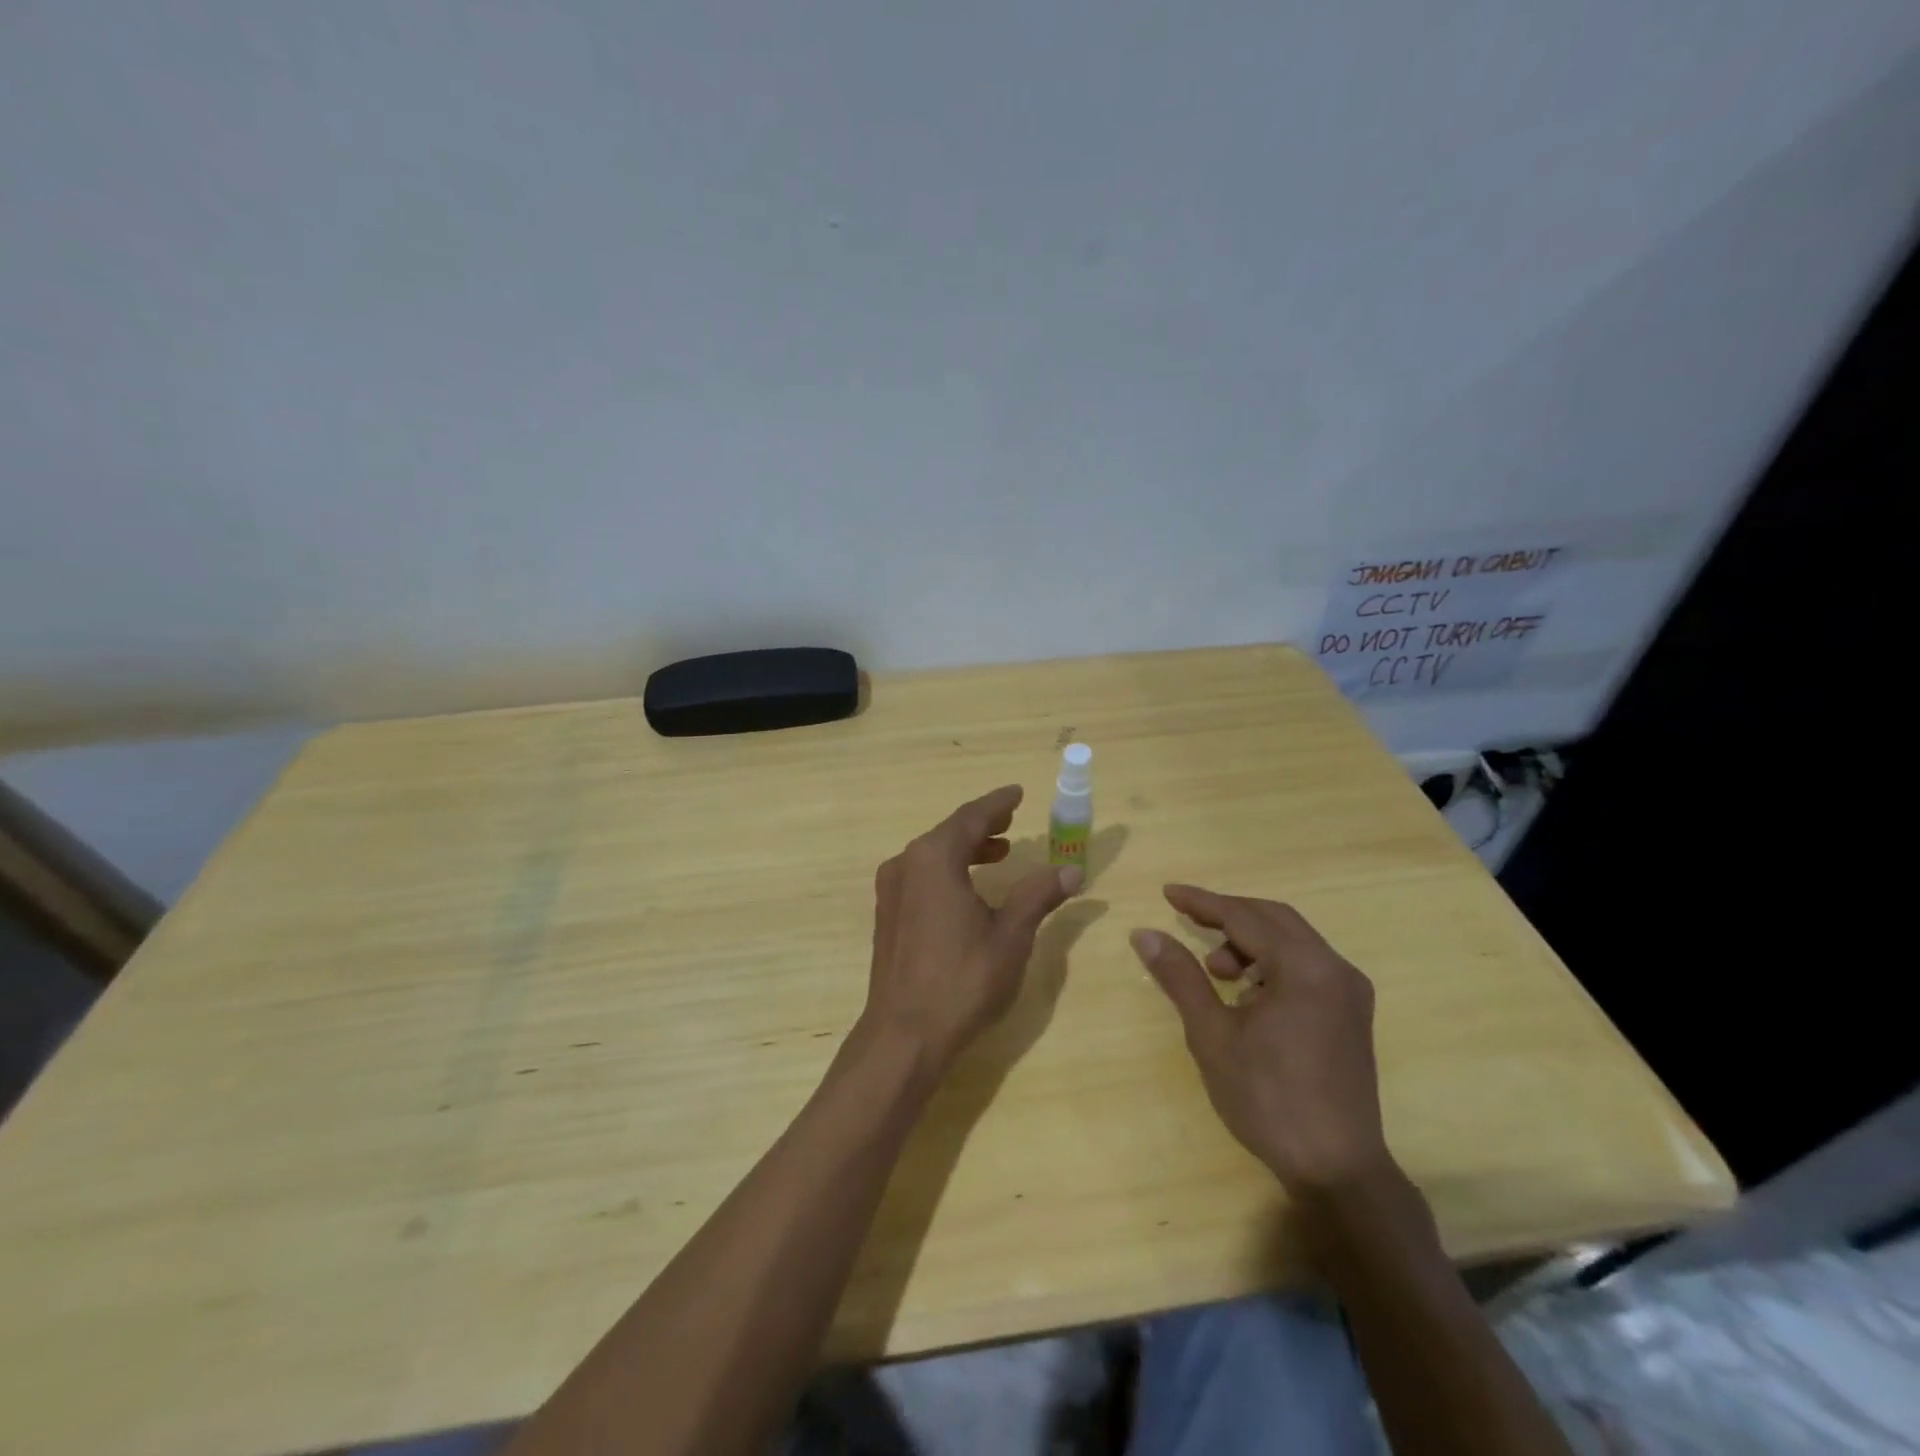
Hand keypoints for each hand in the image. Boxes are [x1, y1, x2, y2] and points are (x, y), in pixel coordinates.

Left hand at [862, 786, 1082, 1074]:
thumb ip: (1038, 896)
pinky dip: (948, 871)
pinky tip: (968, 890)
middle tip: (1011, 820)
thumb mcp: (1010, 936)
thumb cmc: (962, 980)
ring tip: (998, 853)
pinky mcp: (888, 916)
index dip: (997, 803)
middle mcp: (906, 864)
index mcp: (933, 858)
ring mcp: (891, 891)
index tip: (1017, 792)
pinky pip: (921, 876)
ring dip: (966, 849)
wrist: (904, 1035)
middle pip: (948, 833)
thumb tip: (1071, 870)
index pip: (971, 818)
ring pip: (933, 855)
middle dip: (982, 826)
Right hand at [1130, 885, 1392, 1196]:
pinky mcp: (1352, 1014)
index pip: (1245, 916)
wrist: (1337, 1170)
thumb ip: (1180, 976)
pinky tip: (1248, 995)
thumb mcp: (1212, 1034)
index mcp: (1305, 968)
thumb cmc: (1268, 1098)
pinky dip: (1272, 964)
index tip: (1167, 893)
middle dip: (1228, 916)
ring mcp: (1350, 992)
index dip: (1203, 902)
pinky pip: (1306, 966)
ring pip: (1293, 941)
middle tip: (1187, 921)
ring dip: (1250, 942)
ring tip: (1217, 973)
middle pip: (1274, 919)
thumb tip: (1144, 933)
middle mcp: (1335, 968)